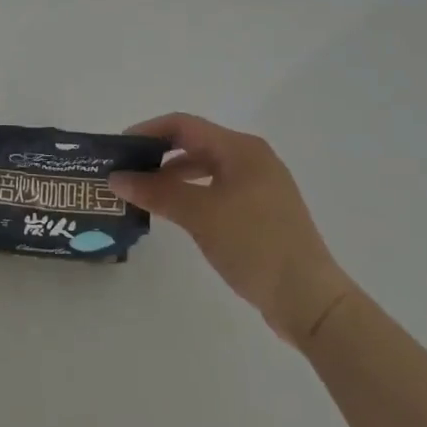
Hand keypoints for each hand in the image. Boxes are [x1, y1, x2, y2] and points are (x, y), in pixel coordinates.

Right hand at [110, 114, 356, 349]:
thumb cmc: (255, 245)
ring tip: (143, 191)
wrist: (311, 301)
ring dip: (172, 176)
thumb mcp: (200, 215)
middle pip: (194, 143)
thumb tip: (115, 178)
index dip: (147, 132)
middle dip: (157, 154)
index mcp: (241, 148)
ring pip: (205, 168)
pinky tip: (174, 211)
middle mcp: (252, 159)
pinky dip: (192, 193)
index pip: (183, 125)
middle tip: (125, 170)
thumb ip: (156, 191)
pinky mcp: (262, 212)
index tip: (117, 149)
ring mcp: (260, 186)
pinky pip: (217, 189)